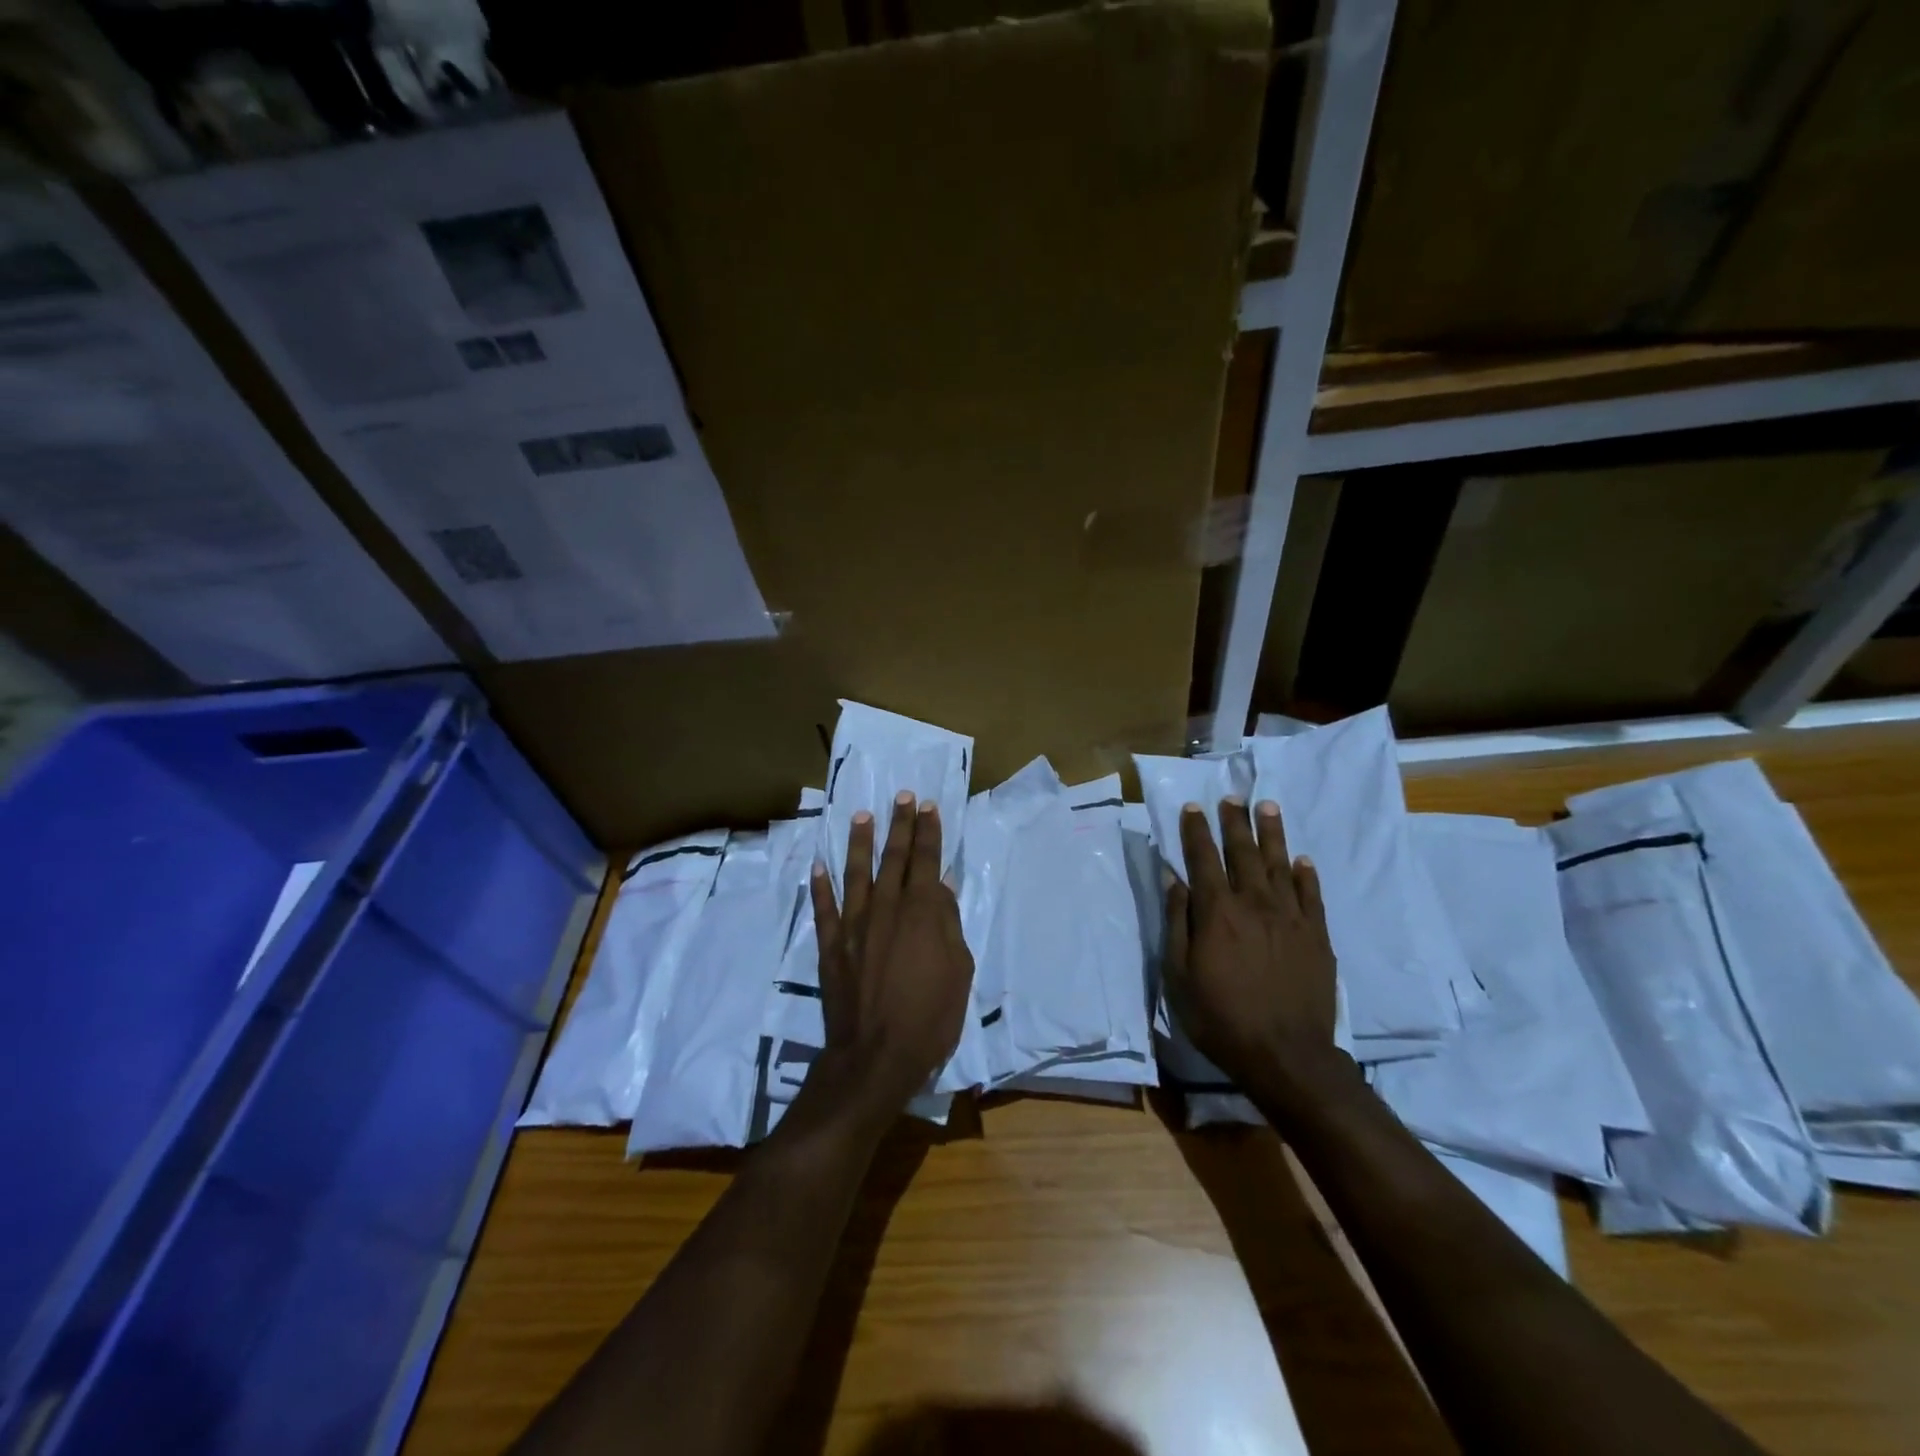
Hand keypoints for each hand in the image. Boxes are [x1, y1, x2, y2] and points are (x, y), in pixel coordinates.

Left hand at [809, 792, 974, 1116]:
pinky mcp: (831, 947)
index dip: (928, 832)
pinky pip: (824, 909)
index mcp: (921, 913)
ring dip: (858, 842)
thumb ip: (948, 924)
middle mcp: (885, 909)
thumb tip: (940, 887)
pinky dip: (820, 886)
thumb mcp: (958, 970)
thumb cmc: (930, 1016)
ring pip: (855, 873)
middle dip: (900, 825)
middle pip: (893, 858)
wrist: (877, 1056)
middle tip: (901, 797)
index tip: (928, 806)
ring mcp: (854, 926)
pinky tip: (818, 867)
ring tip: (861, 816)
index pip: (925, 861)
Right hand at [1165, 797, 1339, 1088]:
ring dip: (1272, 834)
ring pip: (1280, 864)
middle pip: (1243, 853)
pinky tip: (1302, 860)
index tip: (1193, 807)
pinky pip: (1312, 895)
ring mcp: (1290, 917)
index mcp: (1217, 912)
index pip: (1203, 859)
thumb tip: (1173, 879)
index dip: (1196, 831)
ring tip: (1267, 807)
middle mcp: (1254, 903)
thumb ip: (1178, 921)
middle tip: (1232, 798)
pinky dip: (1306, 875)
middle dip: (1235, 822)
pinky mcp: (1317, 936)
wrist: (1285, 1054)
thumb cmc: (1220, 1016)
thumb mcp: (1179, 973)